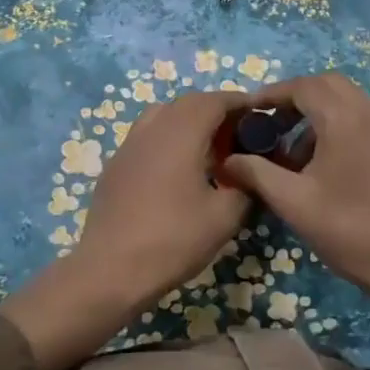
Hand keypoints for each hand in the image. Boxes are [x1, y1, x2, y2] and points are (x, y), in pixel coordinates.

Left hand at [0, 89, 251, 369]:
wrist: (111, 269)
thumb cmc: (173, 239)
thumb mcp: (224, 217)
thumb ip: (244, 186)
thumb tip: (248, 174)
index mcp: (181, 134)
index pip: (213, 101)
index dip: (238, 102)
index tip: (258, 113)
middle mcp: (152, 129)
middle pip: (186, 103)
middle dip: (214, 109)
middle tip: (237, 133)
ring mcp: (128, 146)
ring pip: (161, 115)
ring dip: (187, 121)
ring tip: (206, 148)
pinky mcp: (115, 166)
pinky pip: (146, 137)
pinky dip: (167, 138)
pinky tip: (176, 169)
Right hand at [218, 72, 369, 297]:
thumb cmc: (350, 230)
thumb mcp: (294, 202)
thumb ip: (257, 173)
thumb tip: (227, 161)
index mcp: (345, 119)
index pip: (303, 86)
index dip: (272, 94)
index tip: (249, 110)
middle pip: (328, 86)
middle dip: (295, 99)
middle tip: (271, 125)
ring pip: (348, 104)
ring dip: (317, 116)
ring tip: (294, 156)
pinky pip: (364, 122)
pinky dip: (338, 129)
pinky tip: (325, 168)